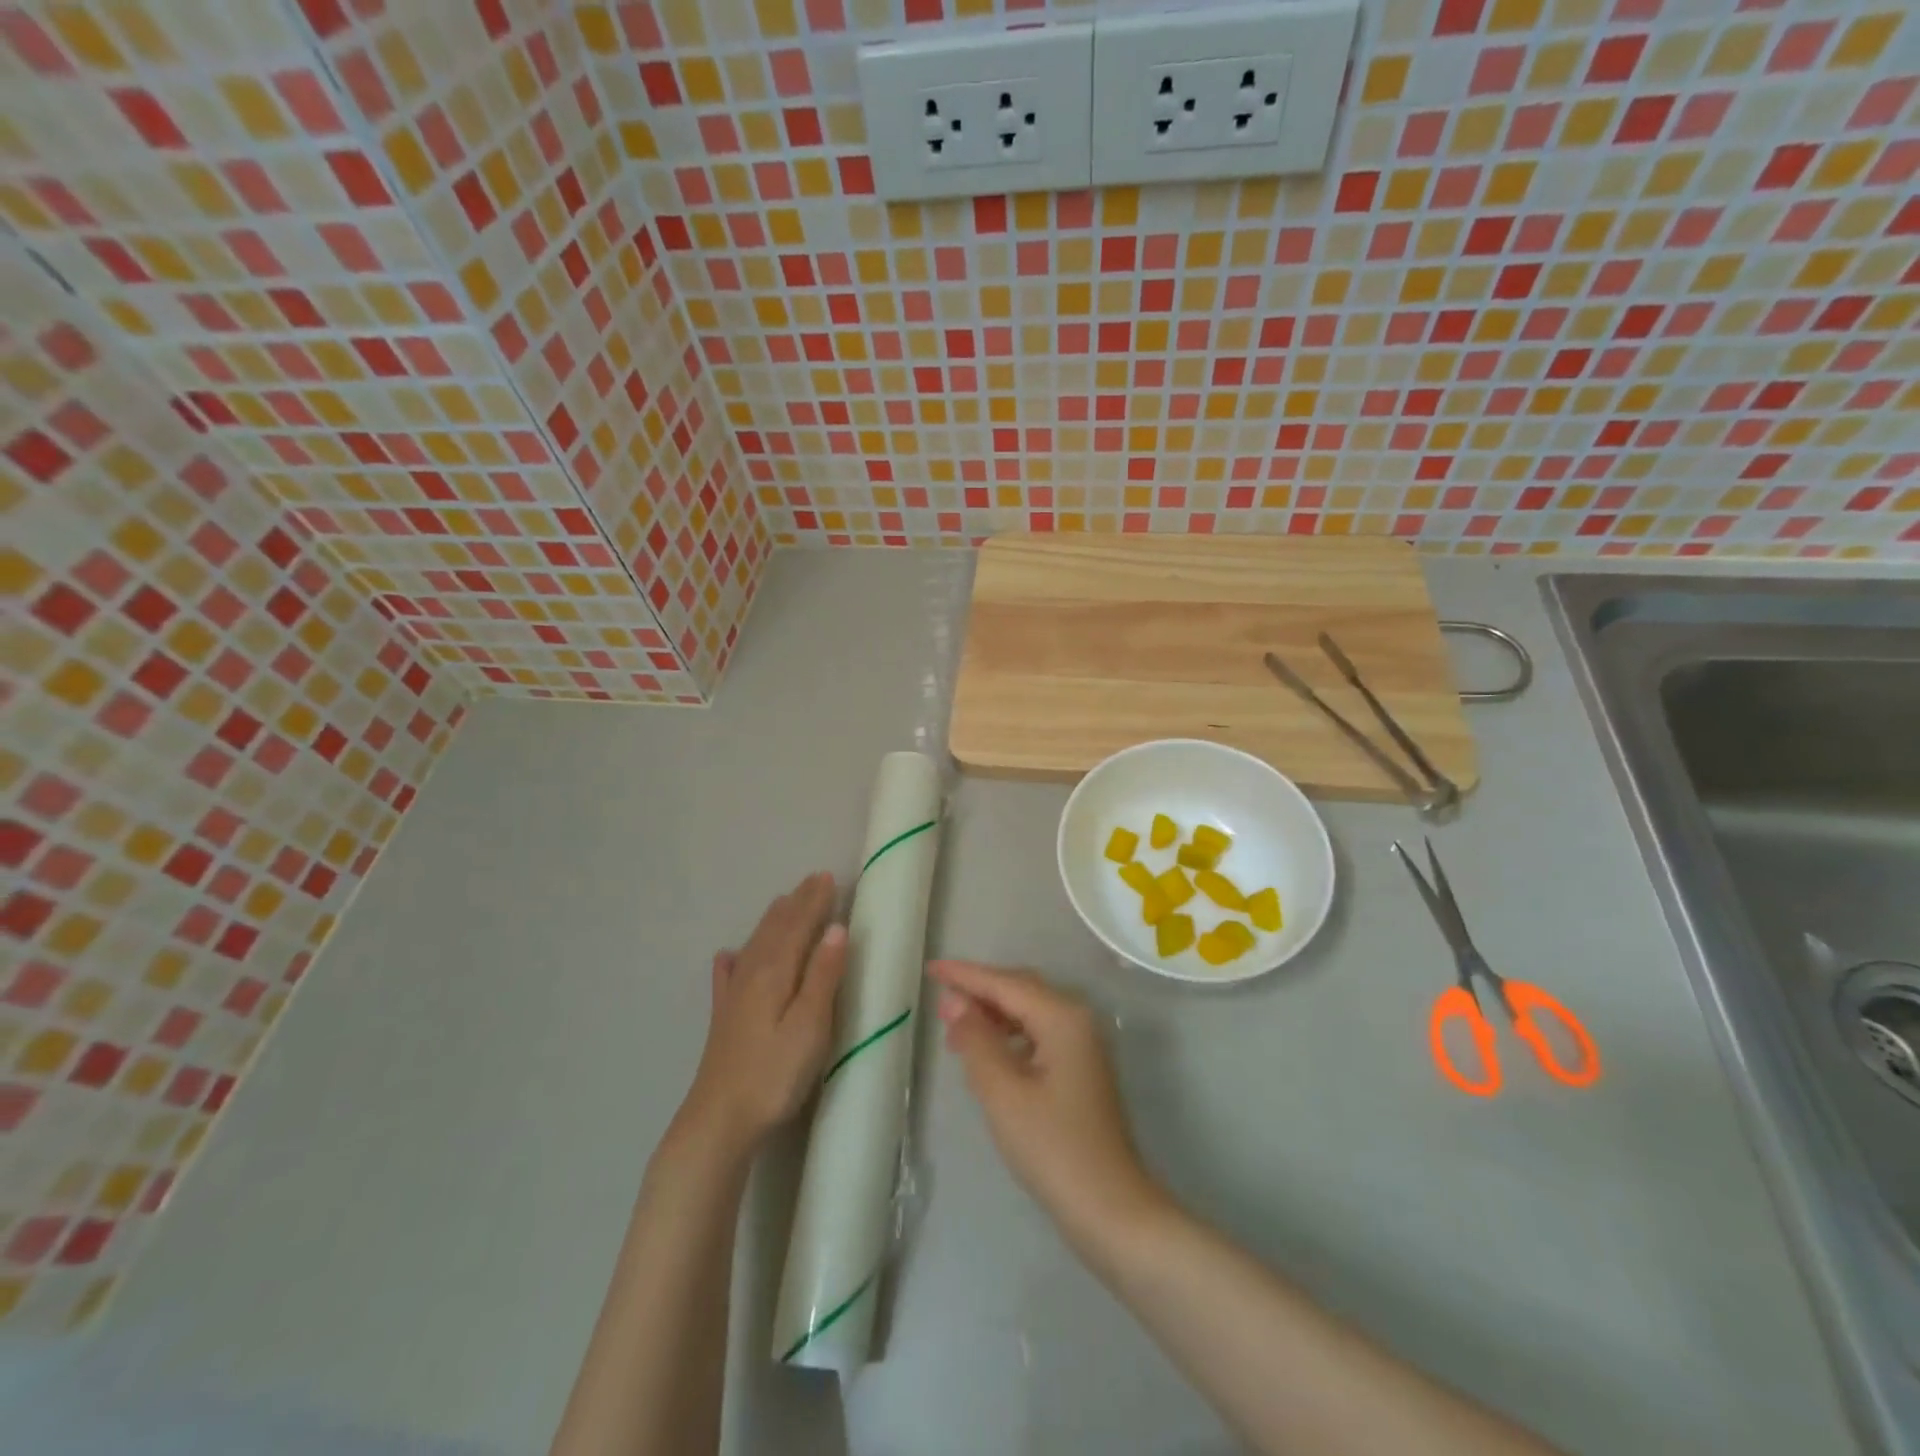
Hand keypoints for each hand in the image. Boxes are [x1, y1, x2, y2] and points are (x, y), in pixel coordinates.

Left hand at [679, 873, 847, 1156]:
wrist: (719, 1120)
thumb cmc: (774, 1074)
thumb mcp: (810, 1026)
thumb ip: (823, 976)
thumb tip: (837, 928)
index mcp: (774, 972)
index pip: (797, 926)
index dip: (814, 901)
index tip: (828, 877)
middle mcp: (751, 974)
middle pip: (775, 929)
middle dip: (796, 903)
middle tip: (813, 880)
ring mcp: (733, 996)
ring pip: (755, 945)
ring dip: (773, 921)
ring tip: (784, 903)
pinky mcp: (723, 1017)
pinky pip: (730, 973)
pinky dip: (735, 957)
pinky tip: (727, 956)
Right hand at [929, 960, 1167, 1246]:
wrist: (1110, 1209)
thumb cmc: (1053, 1148)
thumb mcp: (1003, 1093)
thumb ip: (976, 1040)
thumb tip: (954, 1001)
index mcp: (1062, 1017)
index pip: (1005, 983)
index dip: (965, 974)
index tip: (930, 967)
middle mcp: (1076, 1019)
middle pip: (1020, 989)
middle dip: (979, 990)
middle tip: (938, 996)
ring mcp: (1082, 1044)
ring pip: (1029, 1011)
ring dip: (992, 1014)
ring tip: (953, 1027)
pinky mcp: (1081, 1068)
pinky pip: (1037, 1033)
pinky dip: (1009, 1035)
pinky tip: (986, 1051)